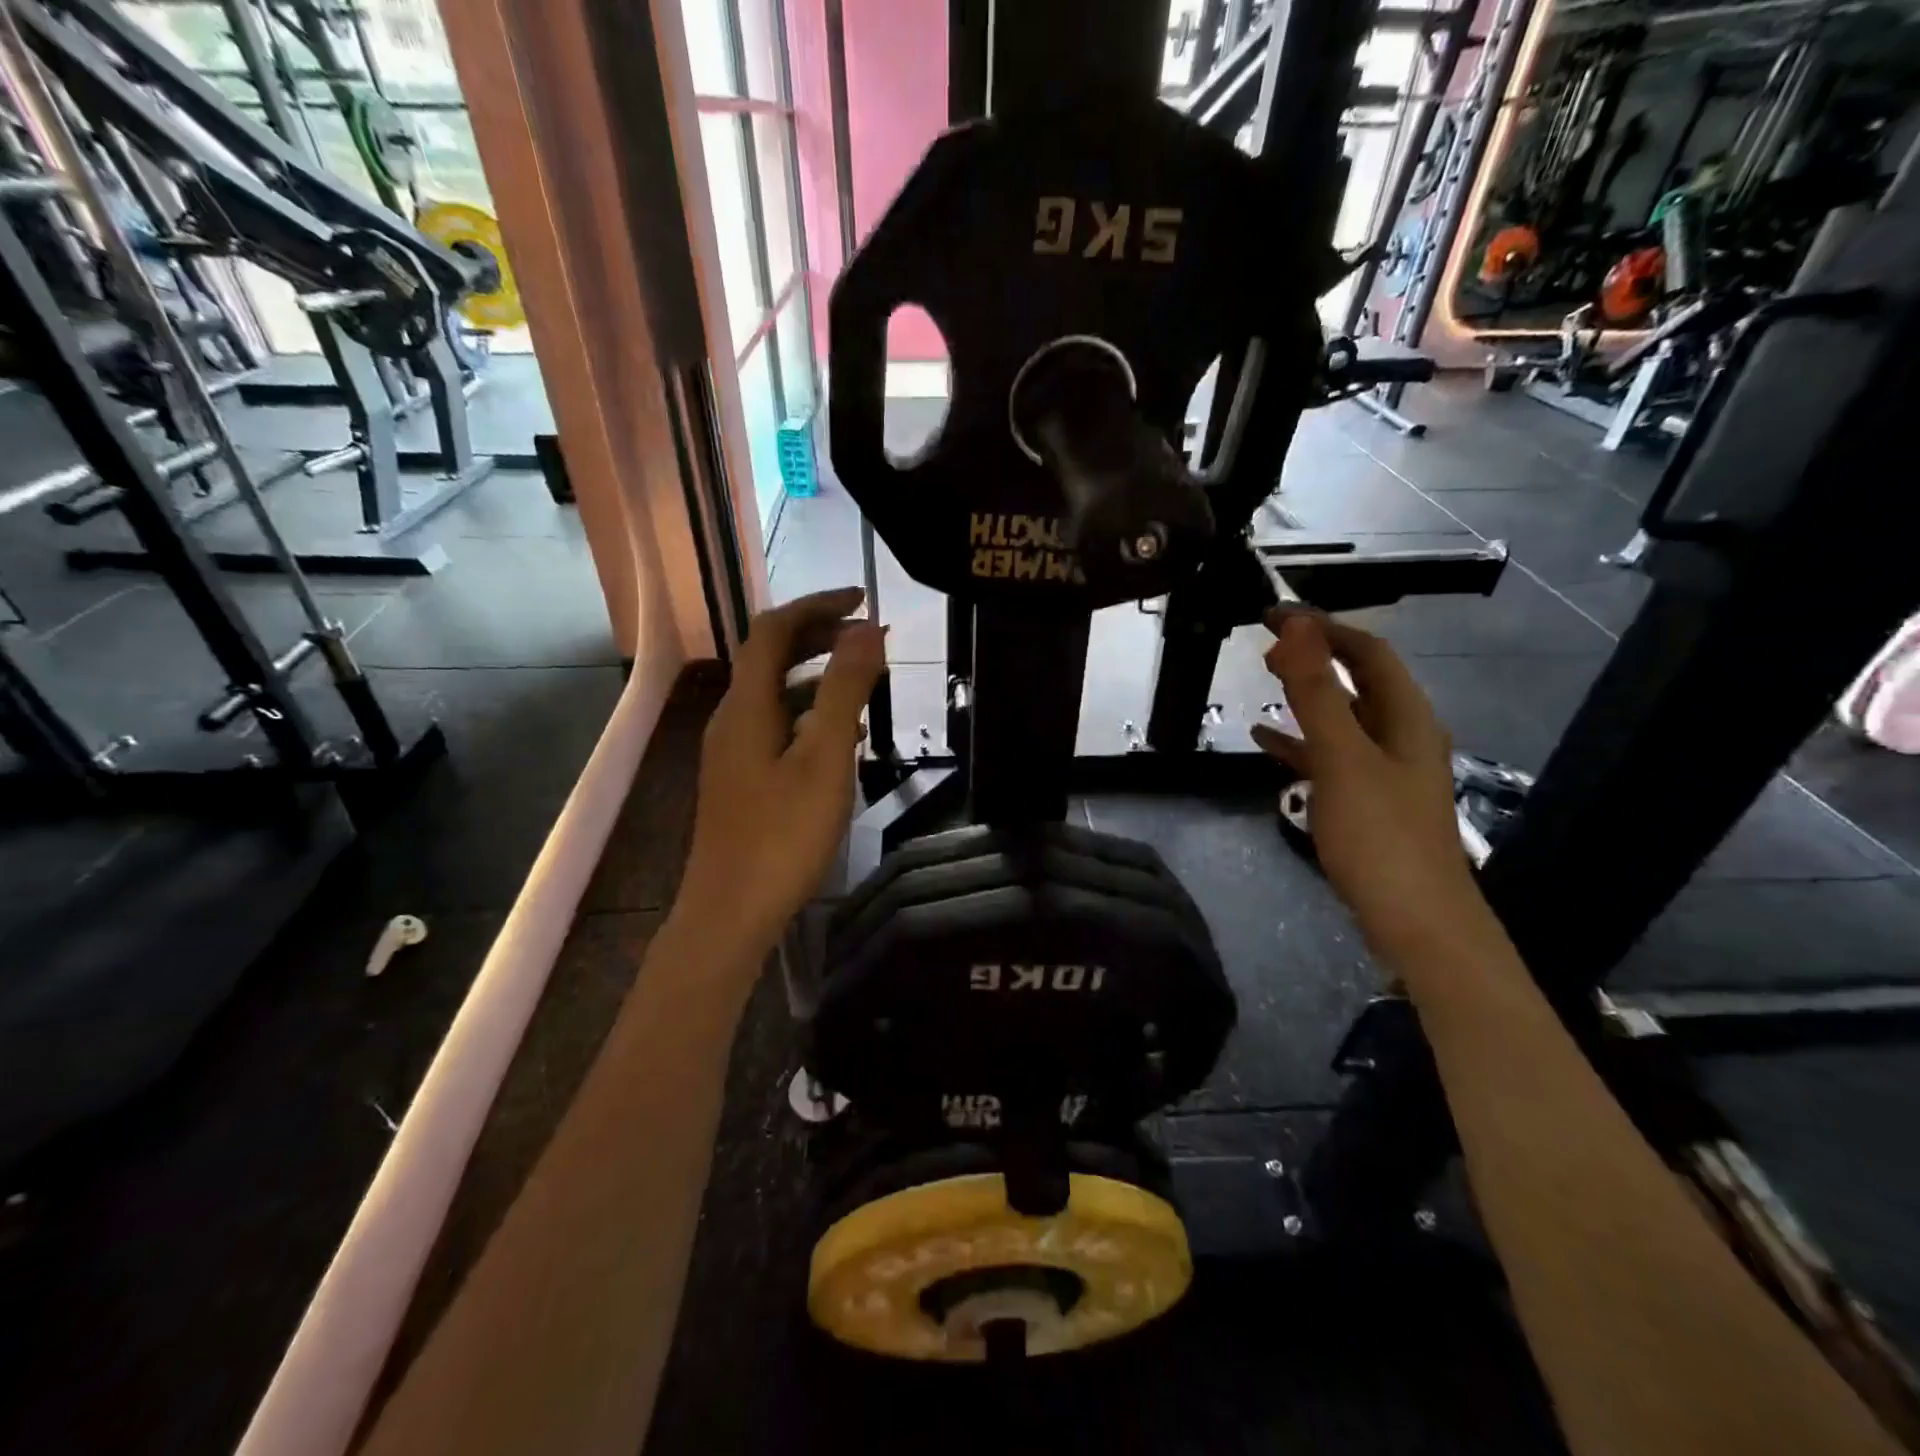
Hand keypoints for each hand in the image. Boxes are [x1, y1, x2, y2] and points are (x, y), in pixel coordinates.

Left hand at [678, 587, 885, 952]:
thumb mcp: (824, 759)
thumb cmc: (782, 836)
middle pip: (769, 657)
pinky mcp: (741, 780)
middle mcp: (732, 719)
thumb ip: (846, 691)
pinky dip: (811, 714)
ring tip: (865, 681)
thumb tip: (866, 630)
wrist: (730, 913)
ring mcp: (732, 752)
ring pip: (776, 694)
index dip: (816, 605)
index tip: (863, 599)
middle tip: (867, 636)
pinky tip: (843, 737)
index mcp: (747, 706)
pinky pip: (777, 726)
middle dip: (818, 636)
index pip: (773, 630)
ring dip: (818, 676)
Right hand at [1250, 608, 1484, 963]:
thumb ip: (1317, 692)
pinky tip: (1267, 744)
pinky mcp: (1368, 803)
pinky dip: (1299, 743)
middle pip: (1359, 680)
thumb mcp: (1342, 758)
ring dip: (1306, 696)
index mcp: (1405, 718)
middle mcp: (1401, 737)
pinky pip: (1330, 757)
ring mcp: (1385, 772)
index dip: (1324, 627)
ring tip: (1263, 683)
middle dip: (1315, 657)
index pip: (1368, 651)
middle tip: (1265, 647)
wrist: (1416, 923)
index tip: (1275, 614)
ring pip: (1343, 718)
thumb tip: (1297, 627)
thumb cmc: (1380, 836)